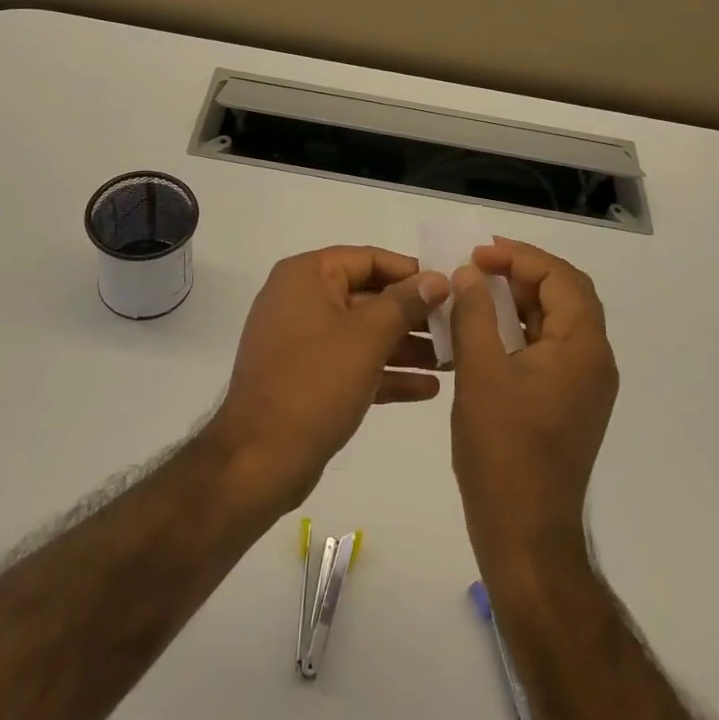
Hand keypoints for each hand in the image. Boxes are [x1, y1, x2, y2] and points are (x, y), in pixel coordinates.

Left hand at [205, 247, 448, 512]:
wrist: (259, 460)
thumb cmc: (315, 383)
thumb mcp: (367, 336)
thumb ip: (406, 302)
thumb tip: (438, 278)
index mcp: (306, 276)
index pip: (368, 259)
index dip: (411, 272)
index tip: (451, 289)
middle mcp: (301, 300)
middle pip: (369, 296)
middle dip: (414, 315)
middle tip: (459, 329)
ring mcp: (302, 342)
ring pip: (364, 333)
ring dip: (406, 346)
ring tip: (452, 361)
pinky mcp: (307, 379)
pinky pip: (353, 364)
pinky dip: (386, 372)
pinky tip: (428, 389)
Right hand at [449, 239, 617, 575]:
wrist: (526, 533)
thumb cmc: (503, 450)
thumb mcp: (480, 372)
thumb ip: (474, 314)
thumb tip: (468, 274)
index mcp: (583, 348)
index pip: (561, 278)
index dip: (520, 257)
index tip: (477, 255)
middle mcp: (594, 361)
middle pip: (565, 296)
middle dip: (521, 274)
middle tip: (477, 266)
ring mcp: (584, 386)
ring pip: (556, 323)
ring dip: (519, 301)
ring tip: (475, 292)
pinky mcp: (568, 404)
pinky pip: (548, 350)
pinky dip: (519, 331)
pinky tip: (483, 333)